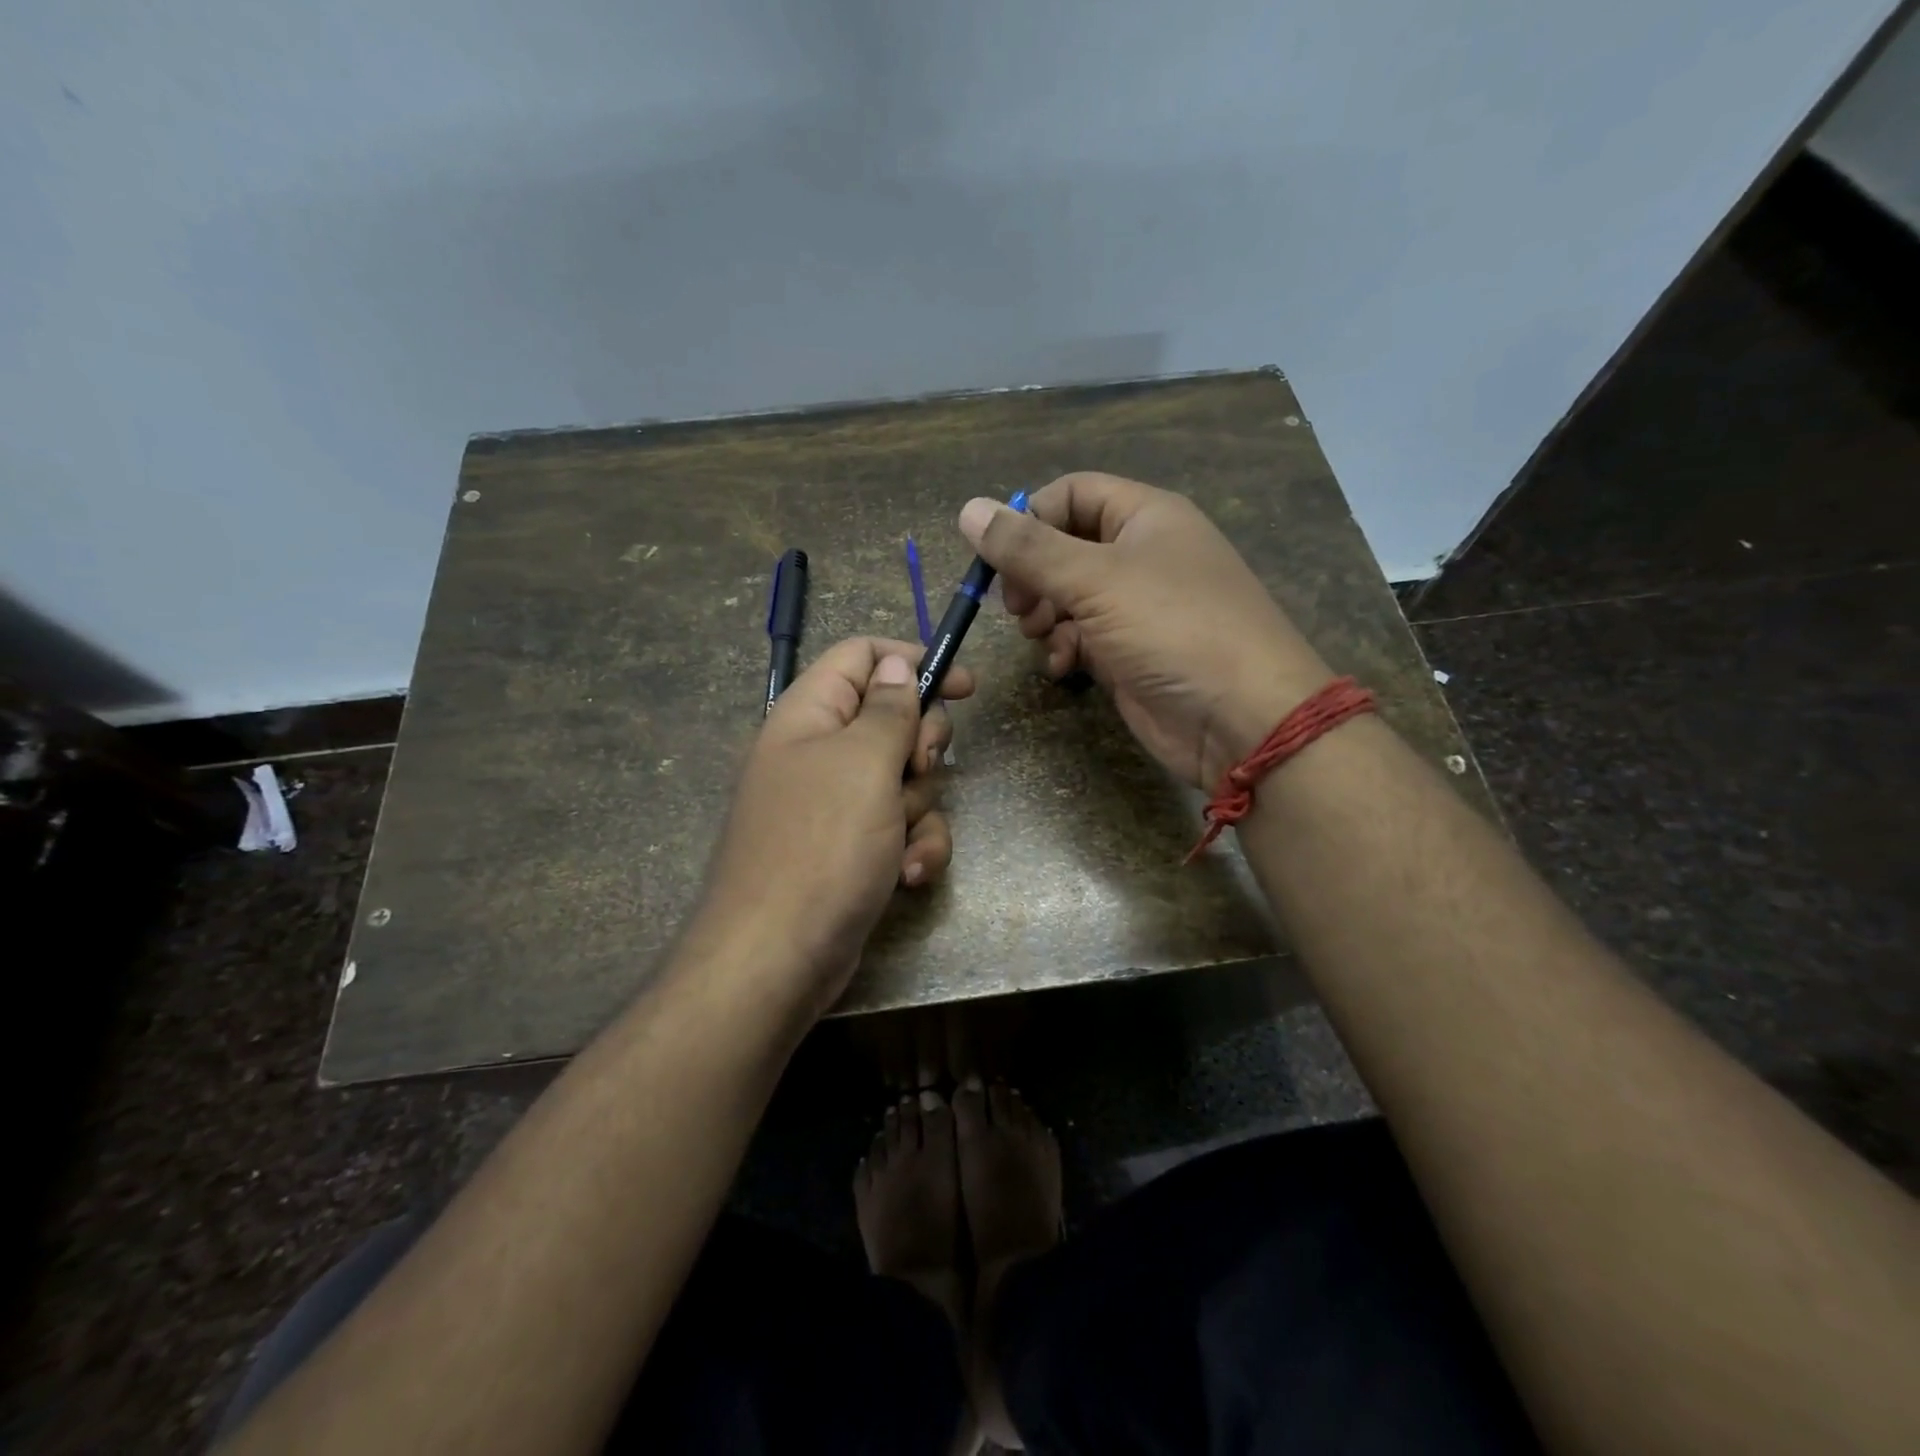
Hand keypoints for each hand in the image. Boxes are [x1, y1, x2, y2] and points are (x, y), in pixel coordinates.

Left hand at [701, 637, 970, 1007]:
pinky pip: (900, 828)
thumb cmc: (822, 846)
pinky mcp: (853, 848)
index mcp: (810, 714)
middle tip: (918, 769)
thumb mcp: (864, 763)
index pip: (863, 656)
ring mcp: (837, 804)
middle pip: (893, 719)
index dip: (913, 660)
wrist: (777, 958)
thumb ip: (888, 708)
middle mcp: (821, 752)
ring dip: (919, 810)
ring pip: (906, 780)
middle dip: (922, 748)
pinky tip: (908, 876)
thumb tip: (896, 662)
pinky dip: (912, 848)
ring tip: (902, 844)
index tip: (963, 686)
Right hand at [960, 472, 1330, 789]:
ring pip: (1069, 596)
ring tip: (1037, 635)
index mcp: (1146, 516)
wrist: (1240, 718)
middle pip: (1066, 546)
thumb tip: (969, 509)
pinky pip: (1083, 637)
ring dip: (1045, 615)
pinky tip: (1063, 668)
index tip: (997, 557)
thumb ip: (1028, 548)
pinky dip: (1065, 648)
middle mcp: (1142, 555)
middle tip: (1016, 606)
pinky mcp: (1132, 653)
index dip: (1030, 517)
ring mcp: (1138, 607)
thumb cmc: (1172, 628)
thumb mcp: (1094, 580)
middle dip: (1032, 575)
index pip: (1073, 493)